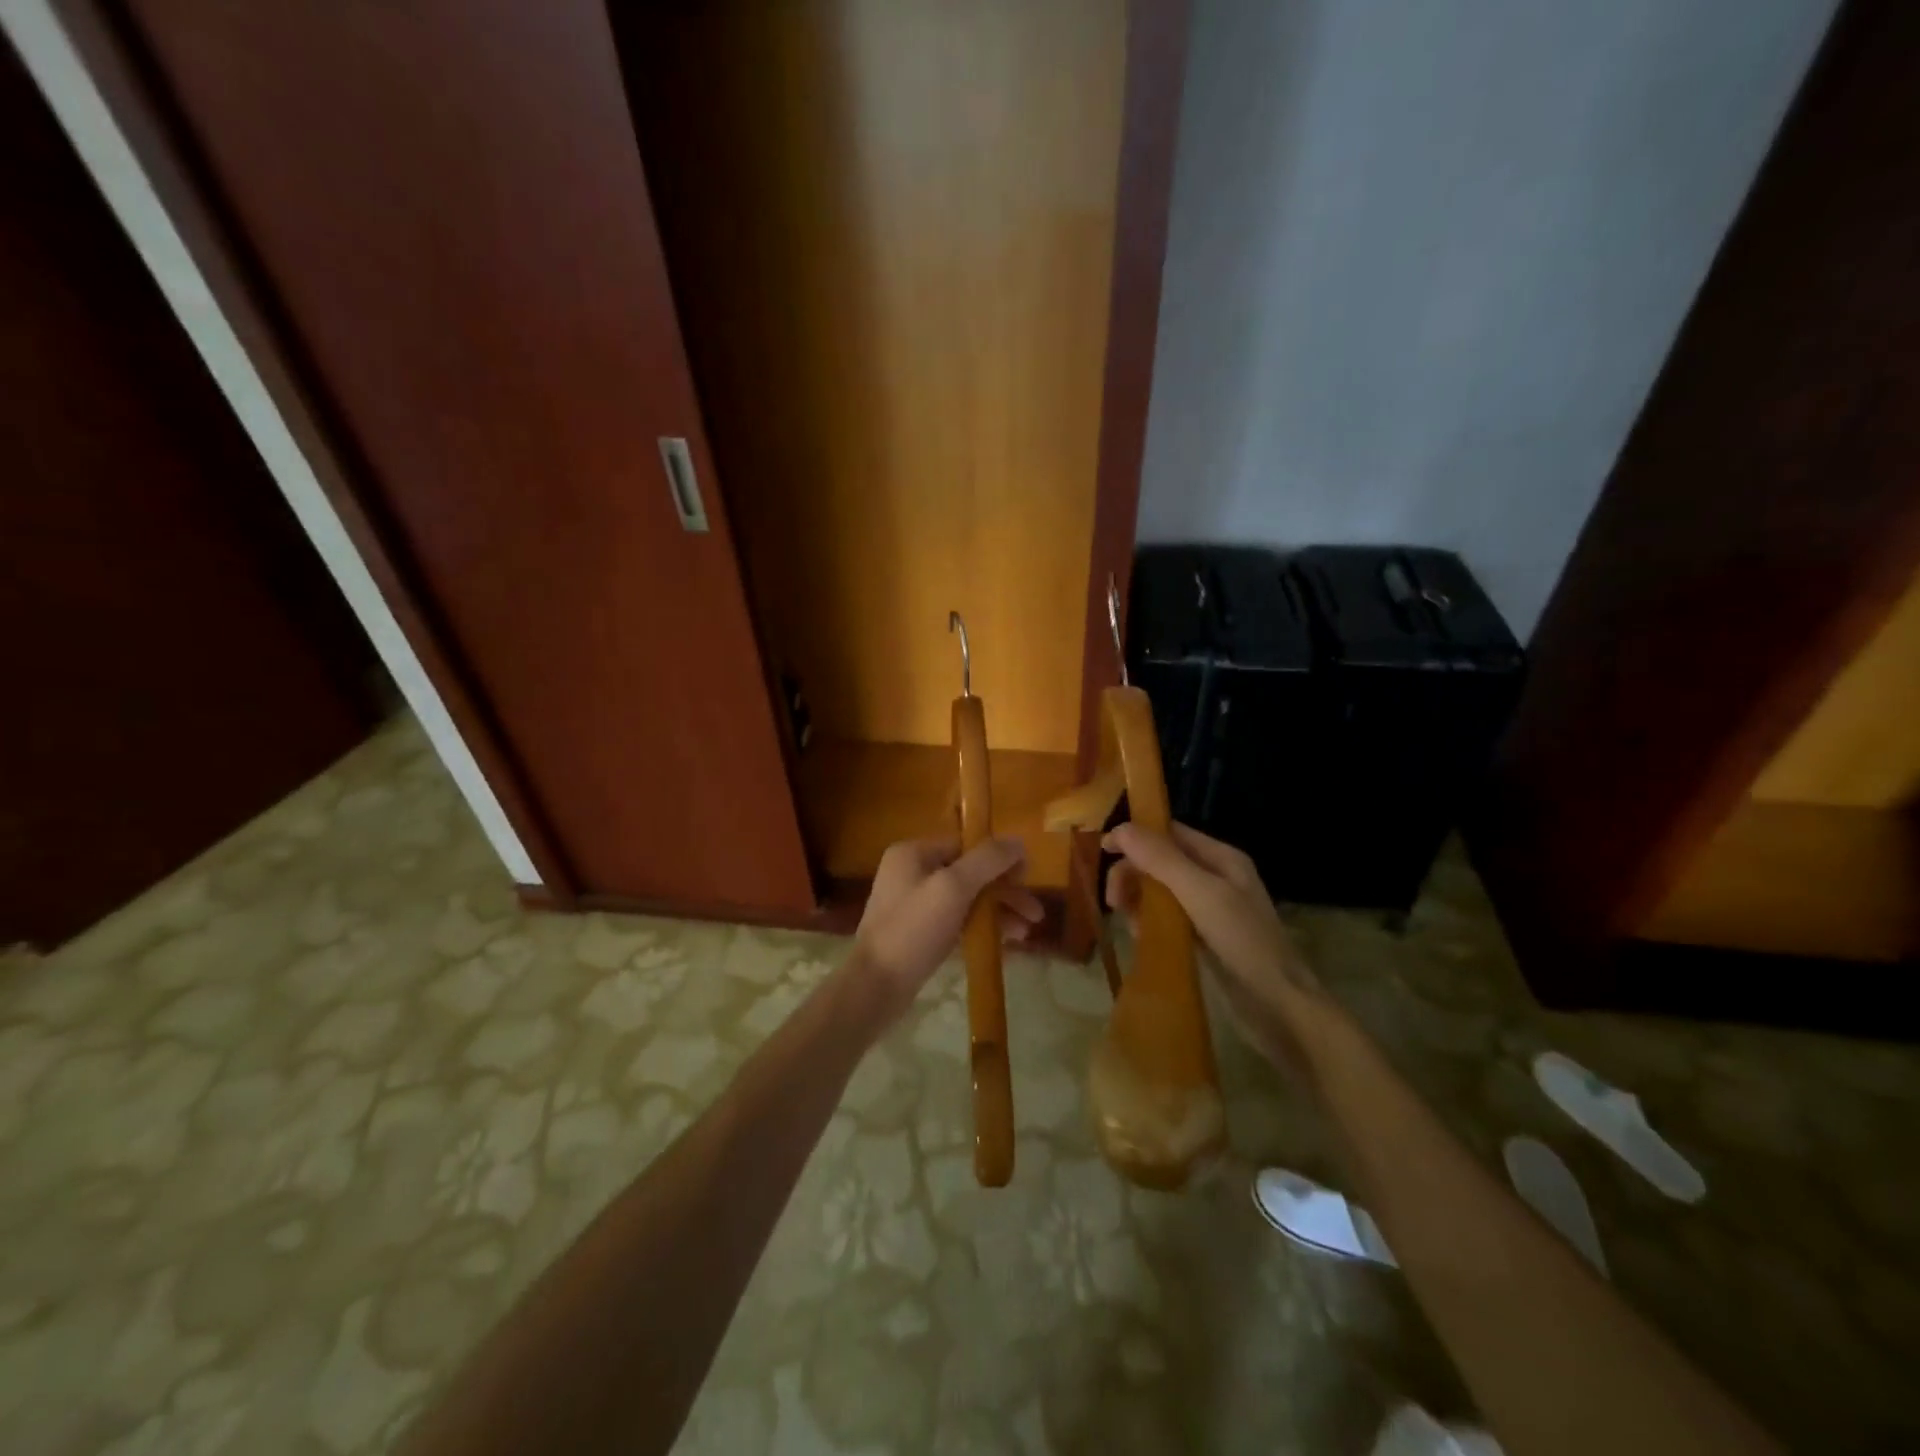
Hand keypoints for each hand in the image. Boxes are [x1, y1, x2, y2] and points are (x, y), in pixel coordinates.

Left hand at [850, 836, 1042, 1023]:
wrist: (875, 987)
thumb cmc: (913, 930)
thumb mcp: (953, 888)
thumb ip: (987, 861)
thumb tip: (1018, 841)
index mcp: (914, 853)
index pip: (966, 844)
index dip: (999, 859)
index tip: (1027, 878)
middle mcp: (911, 872)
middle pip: (969, 872)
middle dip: (1004, 891)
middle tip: (1035, 914)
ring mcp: (913, 903)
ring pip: (966, 899)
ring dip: (997, 912)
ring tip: (1025, 934)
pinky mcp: (917, 932)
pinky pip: (956, 921)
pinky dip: (979, 928)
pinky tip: (1003, 944)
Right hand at [1103, 822, 1326, 1073]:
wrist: (1280, 1007)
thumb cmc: (1244, 943)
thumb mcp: (1202, 895)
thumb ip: (1162, 860)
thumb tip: (1120, 828)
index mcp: (1221, 857)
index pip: (1170, 832)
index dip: (1136, 836)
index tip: (1103, 851)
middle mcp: (1215, 876)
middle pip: (1160, 861)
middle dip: (1133, 874)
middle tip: (1113, 901)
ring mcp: (1210, 908)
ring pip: (1160, 890)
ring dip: (1138, 900)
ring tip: (1130, 924)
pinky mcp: (1203, 937)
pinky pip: (1166, 918)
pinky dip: (1150, 923)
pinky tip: (1142, 939)